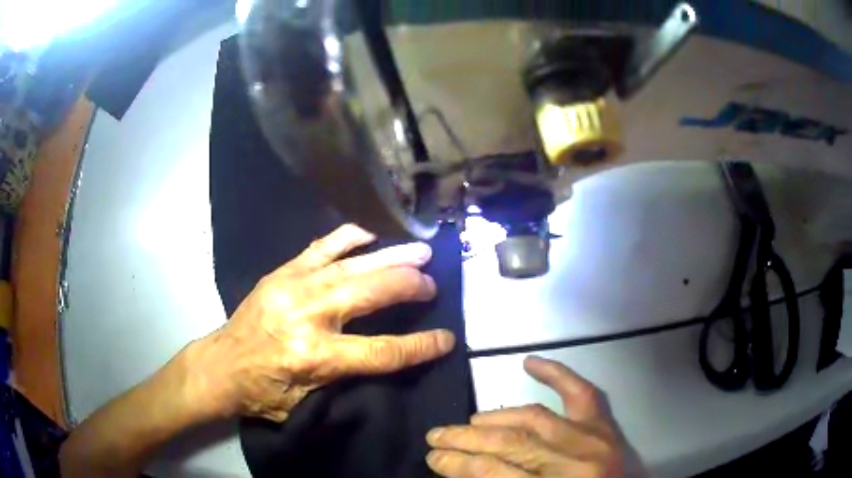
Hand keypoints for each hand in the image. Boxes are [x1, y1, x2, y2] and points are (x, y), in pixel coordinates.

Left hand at [186, 224, 455, 421]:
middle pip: (371, 293)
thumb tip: (385, 356)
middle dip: (409, 286)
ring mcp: (293, 286)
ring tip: (419, 251)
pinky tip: (370, 234)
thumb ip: (345, 379)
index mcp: (315, 356)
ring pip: (352, 265)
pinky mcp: (282, 272)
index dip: (420, 345)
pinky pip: (322, 247)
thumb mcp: (307, 403)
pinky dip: (349, 238)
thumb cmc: (264, 392)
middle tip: (432, 282)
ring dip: (390, 256)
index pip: (382, 350)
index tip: (446, 338)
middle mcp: (308, 314)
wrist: (221, 365)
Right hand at [426, 357, 623, 477]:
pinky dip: (556, 375)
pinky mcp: (606, 427)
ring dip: (496, 417)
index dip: (458, 464)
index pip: (494, 472)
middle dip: (466, 439)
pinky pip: (581, 393)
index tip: (434, 458)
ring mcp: (594, 439)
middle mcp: (575, 461)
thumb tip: (464, 470)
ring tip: (469, 423)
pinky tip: (529, 363)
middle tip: (437, 437)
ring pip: (536, 417)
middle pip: (512, 443)